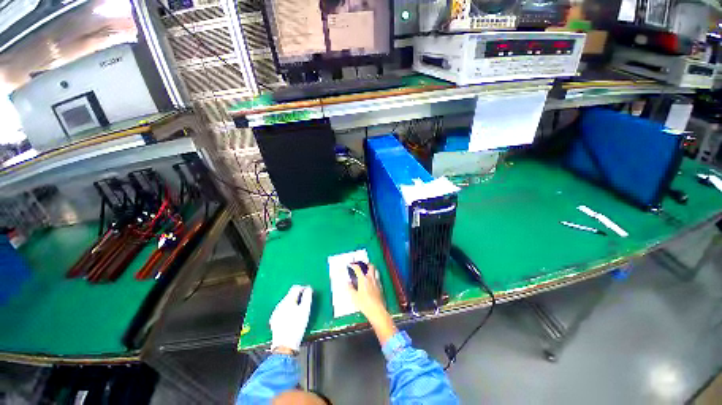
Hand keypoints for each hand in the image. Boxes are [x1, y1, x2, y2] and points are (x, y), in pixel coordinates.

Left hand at [270, 285, 312, 352]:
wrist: (285, 345)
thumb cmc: (297, 326)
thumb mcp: (305, 310)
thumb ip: (307, 297)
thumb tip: (308, 289)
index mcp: (287, 300)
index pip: (295, 288)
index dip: (303, 288)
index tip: (309, 292)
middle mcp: (280, 304)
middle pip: (290, 295)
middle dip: (298, 296)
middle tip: (306, 302)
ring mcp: (276, 312)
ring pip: (286, 303)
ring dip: (293, 303)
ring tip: (300, 311)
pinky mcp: (274, 320)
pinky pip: (282, 311)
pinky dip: (288, 311)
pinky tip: (292, 318)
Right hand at [347, 264, 396, 344]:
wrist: (376, 310)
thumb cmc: (364, 304)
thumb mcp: (354, 297)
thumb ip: (350, 288)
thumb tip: (347, 283)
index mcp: (363, 279)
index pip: (358, 269)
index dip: (354, 265)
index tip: (351, 265)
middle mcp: (370, 278)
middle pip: (370, 266)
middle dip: (366, 264)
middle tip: (362, 265)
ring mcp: (376, 282)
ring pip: (375, 270)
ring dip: (371, 269)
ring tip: (368, 270)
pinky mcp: (380, 286)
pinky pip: (377, 277)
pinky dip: (374, 276)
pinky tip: (372, 280)